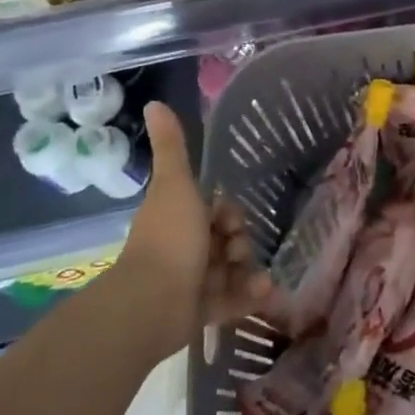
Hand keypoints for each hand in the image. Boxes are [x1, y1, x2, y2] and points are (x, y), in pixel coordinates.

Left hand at [112, 101, 270, 356]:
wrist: (152, 303)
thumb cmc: (168, 238)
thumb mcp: (176, 183)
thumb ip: (171, 146)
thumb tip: (154, 103)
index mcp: (179, 218)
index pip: (215, 211)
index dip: (228, 213)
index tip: (229, 220)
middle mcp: (185, 248)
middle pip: (226, 240)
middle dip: (240, 242)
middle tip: (236, 249)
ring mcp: (193, 282)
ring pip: (232, 269)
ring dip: (248, 269)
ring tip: (254, 276)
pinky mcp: (202, 311)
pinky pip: (233, 299)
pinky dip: (249, 295)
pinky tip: (262, 291)